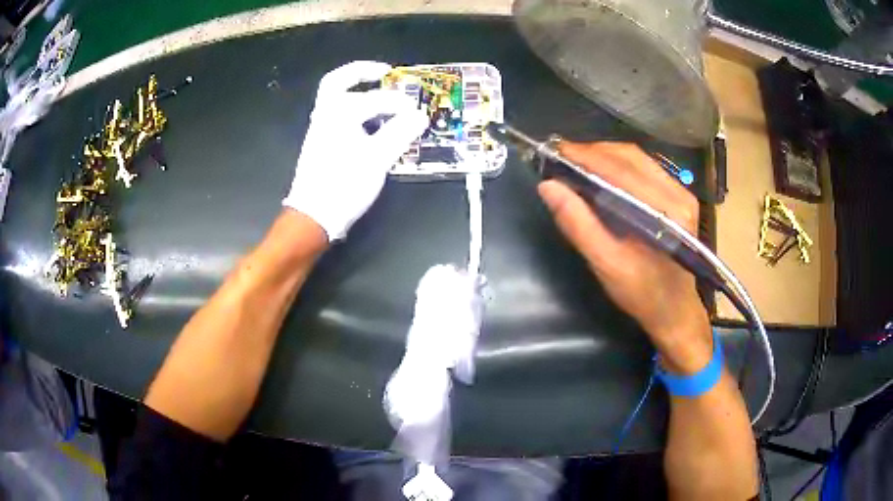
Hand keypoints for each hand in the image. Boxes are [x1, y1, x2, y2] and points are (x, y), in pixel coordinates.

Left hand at [283, 61, 427, 240]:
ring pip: (337, 99)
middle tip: (386, 72)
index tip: (417, 113)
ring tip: (383, 97)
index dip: (399, 103)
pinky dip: (356, 111)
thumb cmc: (344, 185)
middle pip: (339, 82)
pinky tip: (373, 124)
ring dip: (358, 92)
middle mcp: (325, 115)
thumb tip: (420, 116)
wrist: (314, 216)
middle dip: (362, 73)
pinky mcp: (322, 144)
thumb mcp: (378, 158)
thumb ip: (401, 133)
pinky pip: (338, 116)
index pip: (375, 99)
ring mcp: (320, 130)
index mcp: (338, 113)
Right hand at [538, 142, 711, 373]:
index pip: (621, 170)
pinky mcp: (679, 195)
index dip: (585, 156)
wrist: (675, 309)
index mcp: (666, 212)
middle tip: (560, 157)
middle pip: (630, 156)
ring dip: (603, 155)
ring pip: (636, 158)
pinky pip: (644, 168)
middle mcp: (678, 193)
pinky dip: (617, 164)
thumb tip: (548, 186)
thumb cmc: (642, 294)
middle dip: (592, 152)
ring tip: (575, 163)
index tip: (553, 152)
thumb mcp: (606, 264)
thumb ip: (578, 224)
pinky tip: (599, 172)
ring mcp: (681, 191)